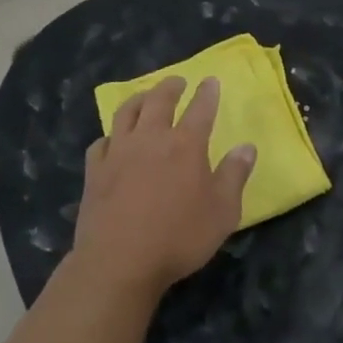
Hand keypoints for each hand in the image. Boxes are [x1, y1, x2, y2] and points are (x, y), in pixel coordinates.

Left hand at [69, 76, 255, 302]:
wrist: (119, 261)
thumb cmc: (179, 238)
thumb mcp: (222, 212)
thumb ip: (235, 176)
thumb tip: (247, 147)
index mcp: (185, 145)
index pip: (200, 109)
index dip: (207, 93)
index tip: (210, 80)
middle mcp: (151, 138)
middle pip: (159, 101)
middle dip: (170, 87)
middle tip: (177, 81)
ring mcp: (119, 152)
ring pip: (126, 113)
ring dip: (138, 99)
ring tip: (144, 96)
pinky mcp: (95, 170)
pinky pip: (101, 143)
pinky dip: (110, 136)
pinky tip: (112, 141)